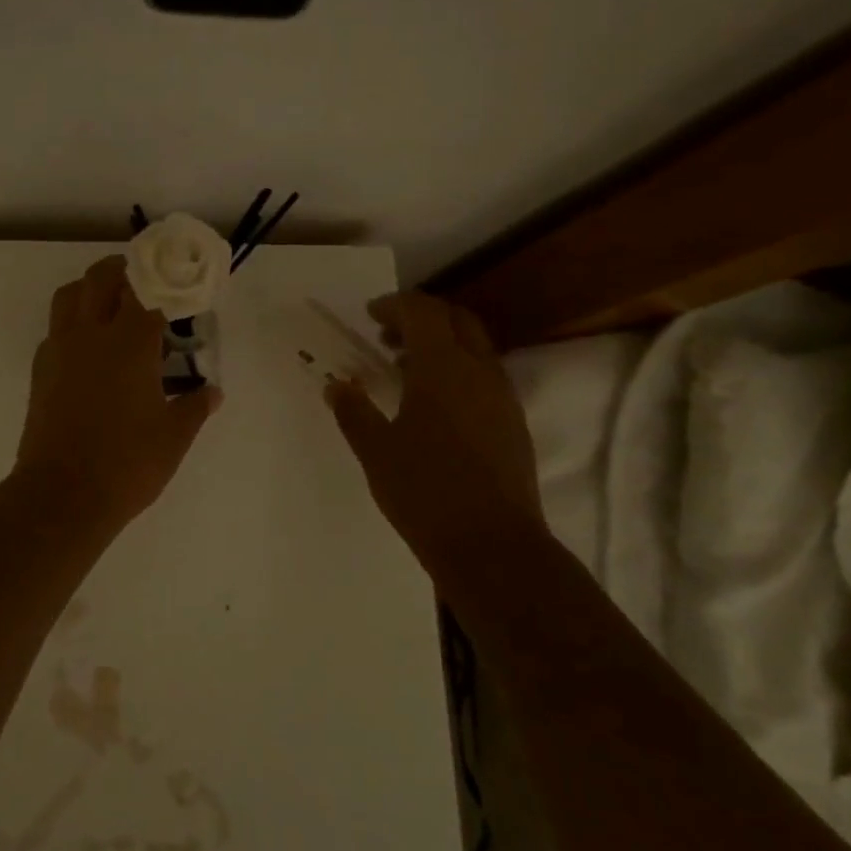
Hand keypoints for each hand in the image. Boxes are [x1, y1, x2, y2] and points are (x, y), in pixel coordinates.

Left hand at [13, 256, 222, 534]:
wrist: (62, 494)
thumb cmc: (127, 463)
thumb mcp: (174, 437)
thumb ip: (196, 406)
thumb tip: (213, 392)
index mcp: (130, 343)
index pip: (149, 291)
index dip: (167, 283)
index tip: (181, 288)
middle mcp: (91, 334)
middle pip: (101, 277)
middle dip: (125, 271)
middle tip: (146, 284)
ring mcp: (60, 350)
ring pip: (70, 295)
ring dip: (91, 289)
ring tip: (113, 308)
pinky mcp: (40, 370)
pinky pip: (56, 328)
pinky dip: (73, 323)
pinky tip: (91, 351)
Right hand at [326, 292, 544, 567]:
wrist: (492, 545)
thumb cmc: (424, 492)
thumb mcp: (376, 451)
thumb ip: (353, 411)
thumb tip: (337, 386)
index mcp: (442, 367)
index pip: (422, 311)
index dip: (395, 305)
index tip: (370, 316)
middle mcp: (479, 371)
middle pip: (456, 319)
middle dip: (422, 317)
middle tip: (388, 337)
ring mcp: (503, 397)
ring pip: (475, 347)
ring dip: (442, 344)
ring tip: (406, 370)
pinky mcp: (514, 423)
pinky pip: (485, 376)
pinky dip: (458, 370)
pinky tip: (434, 405)